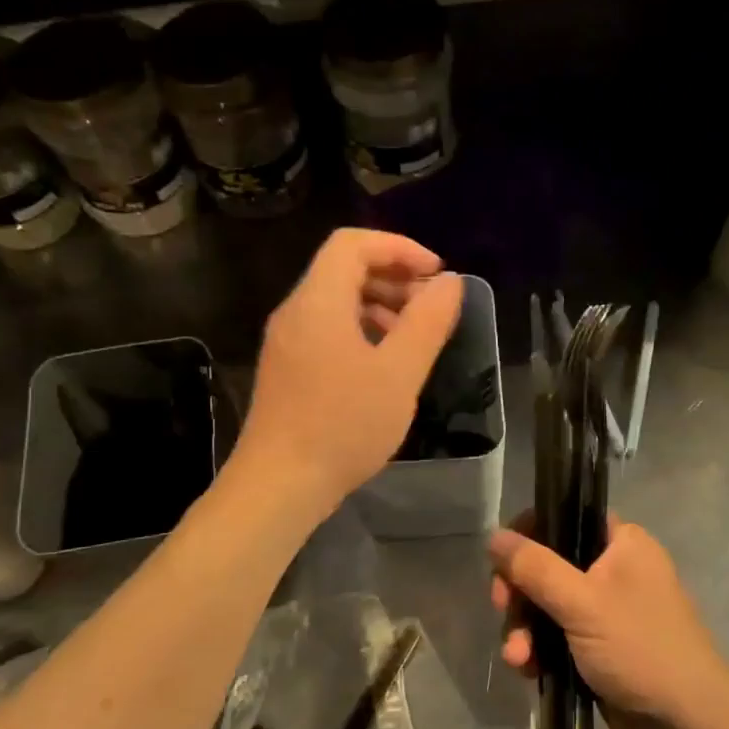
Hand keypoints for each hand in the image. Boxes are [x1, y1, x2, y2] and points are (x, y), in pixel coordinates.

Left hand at [236, 229, 463, 516]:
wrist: (279, 484)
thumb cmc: (343, 426)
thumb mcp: (399, 373)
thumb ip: (428, 322)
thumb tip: (449, 282)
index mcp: (318, 301)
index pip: (353, 244)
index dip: (400, 248)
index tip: (437, 275)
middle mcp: (295, 312)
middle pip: (343, 269)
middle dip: (393, 278)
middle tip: (431, 308)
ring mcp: (286, 343)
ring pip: (335, 302)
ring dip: (379, 306)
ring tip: (413, 339)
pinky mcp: (286, 370)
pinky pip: (326, 330)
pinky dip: (360, 332)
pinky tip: (383, 366)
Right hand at [489, 516, 728, 728]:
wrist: (686, 725)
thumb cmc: (640, 648)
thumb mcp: (583, 602)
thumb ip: (536, 568)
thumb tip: (494, 536)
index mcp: (622, 544)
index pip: (566, 517)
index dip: (530, 533)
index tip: (505, 559)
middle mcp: (613, 570)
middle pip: (547, 564)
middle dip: (520, 592)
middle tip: (503, 609)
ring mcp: (604, 611)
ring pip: (546, 604)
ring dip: (524, 628)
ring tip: (518, 658)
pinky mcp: (595, 648)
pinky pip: (554, 636)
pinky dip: (538, 650)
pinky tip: (527, 670)